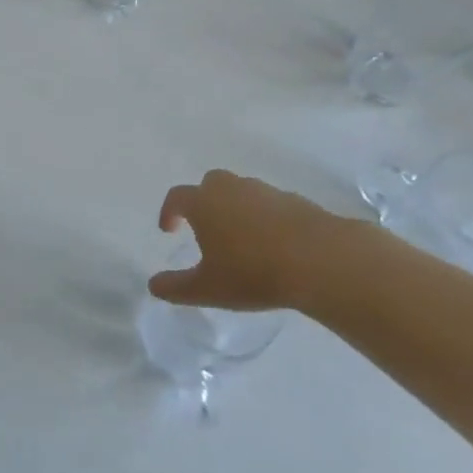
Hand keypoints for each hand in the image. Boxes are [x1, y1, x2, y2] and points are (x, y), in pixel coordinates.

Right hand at [150, 170, 381, 313]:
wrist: (320, 259)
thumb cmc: (252, 272)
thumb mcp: (207, 289)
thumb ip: (176, 287)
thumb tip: (153, 285)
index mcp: (204, 203)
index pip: (176, 197)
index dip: (169, 212)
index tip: (169, 230)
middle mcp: (231, 189)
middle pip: (210, 184)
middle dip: (203, 202)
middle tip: (205, 227)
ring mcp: (265, 191)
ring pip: (241, 191)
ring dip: (234, 208)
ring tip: (240, 239)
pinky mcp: (295, 200)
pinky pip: (270, 204)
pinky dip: (264, 217)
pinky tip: (272, 243)